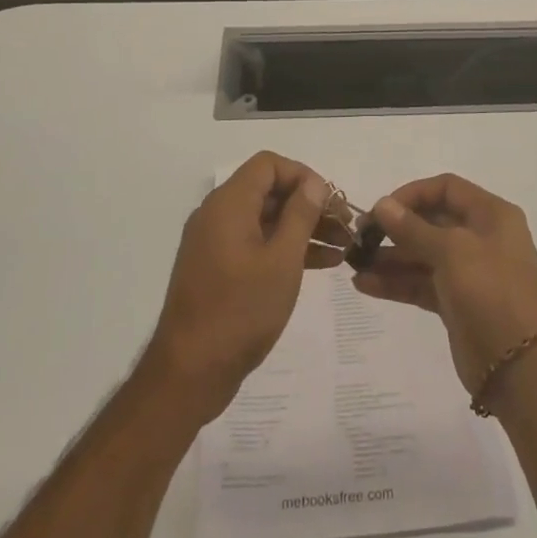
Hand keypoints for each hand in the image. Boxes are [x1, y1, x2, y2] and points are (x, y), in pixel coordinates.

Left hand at [144, 153, 338, 423]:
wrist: (190, 372)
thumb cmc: (240, 311)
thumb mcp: (282, 260)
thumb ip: (300, 215)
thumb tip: (313, 183)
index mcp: (228, 204)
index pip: (268, 165)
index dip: (303, 176)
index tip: (331, 201)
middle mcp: (217, 215)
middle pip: (269, 192)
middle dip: (309, 205)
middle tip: (346, 226)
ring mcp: (215, 243)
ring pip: (266, 220)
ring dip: (303, 229)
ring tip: (343, 248)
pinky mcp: (218, 269)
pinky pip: (256, 244)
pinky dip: (285, 249)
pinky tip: (321, 264)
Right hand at [354, 174, 536, 405]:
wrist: (519, 368)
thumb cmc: (491, 293)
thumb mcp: (452, 252)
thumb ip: (413, 228)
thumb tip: (382, 204)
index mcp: (491, 215)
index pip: (447, 188)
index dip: (413, 194)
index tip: (382, 209)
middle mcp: (481, 238)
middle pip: (432, 221)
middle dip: (395, 227)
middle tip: (360, 237)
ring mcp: (468, 272)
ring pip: (423, 255)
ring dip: (390, 257)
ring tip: (354, 262)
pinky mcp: (455, 303)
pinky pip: (421, 283)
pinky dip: (396, 282)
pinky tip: (364, 284)